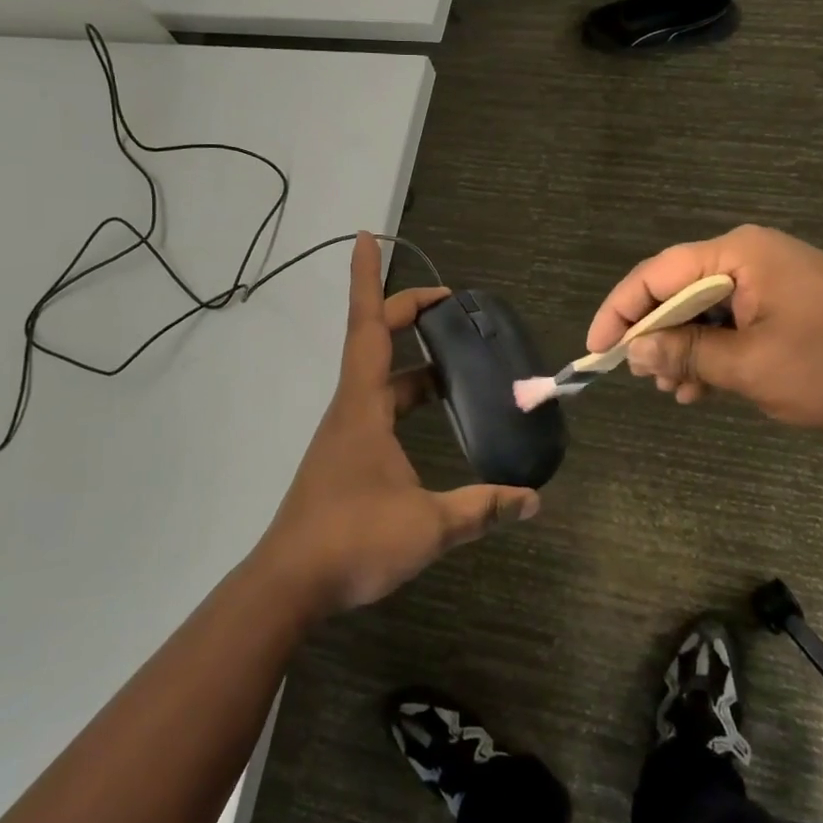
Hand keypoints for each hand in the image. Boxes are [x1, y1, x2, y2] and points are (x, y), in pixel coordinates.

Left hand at [256, 233, 538, 616]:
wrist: (289, 586)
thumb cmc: (353, 540)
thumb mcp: (429, 524)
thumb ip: (482, 508)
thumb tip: (533, 501)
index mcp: (363, 406)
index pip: (368, 327)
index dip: (368, 280)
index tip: (367, 236)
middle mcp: (351, 409)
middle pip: (375, 344)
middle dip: (407, 315)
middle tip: (449, 306)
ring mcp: (346, 435)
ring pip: (382, 381)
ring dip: (415, 364)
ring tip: (457, 363)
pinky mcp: (346, 459)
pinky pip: (380, 410)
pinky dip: (407, 398)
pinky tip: (434, 419)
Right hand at [586, 225, 822, 433]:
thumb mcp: (753, 366)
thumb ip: (688, 353)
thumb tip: (636, 350)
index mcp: (738, 254)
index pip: (656, 274)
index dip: (619, 312)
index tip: (598, 351)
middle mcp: (750, 256)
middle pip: (678, 289)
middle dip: (654, 335)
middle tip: (640, 378)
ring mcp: (773, 278)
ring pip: (705, 310)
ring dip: (684, 348)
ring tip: (673, 391)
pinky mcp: (789, 302)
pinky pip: (734, 321)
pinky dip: (715, 351)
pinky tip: (705, 387)